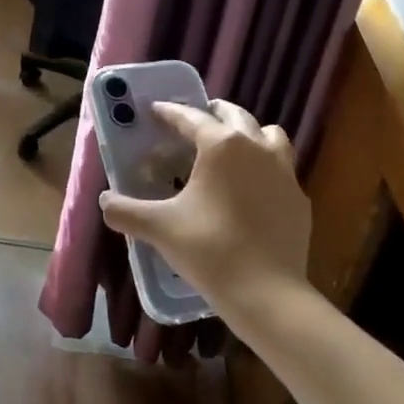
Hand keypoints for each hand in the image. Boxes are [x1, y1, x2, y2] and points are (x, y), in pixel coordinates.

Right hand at [98, 99, 312, 326]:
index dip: (169, 112)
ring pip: (268, 135)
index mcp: (221, 145)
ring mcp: (284, 171)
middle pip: (235, 115)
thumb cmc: (210, 250)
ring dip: (249, 133)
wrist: (268, 293)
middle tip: (193, 123)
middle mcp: (256, 147)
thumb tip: (104, 201)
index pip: (190, 117)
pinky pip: (281, 168)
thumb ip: (126, 211)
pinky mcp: (299, 197)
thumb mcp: (160, 228)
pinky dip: (265, 167)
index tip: (155, 109)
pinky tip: (253, 188)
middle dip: (212, 113)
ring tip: (231, 148)